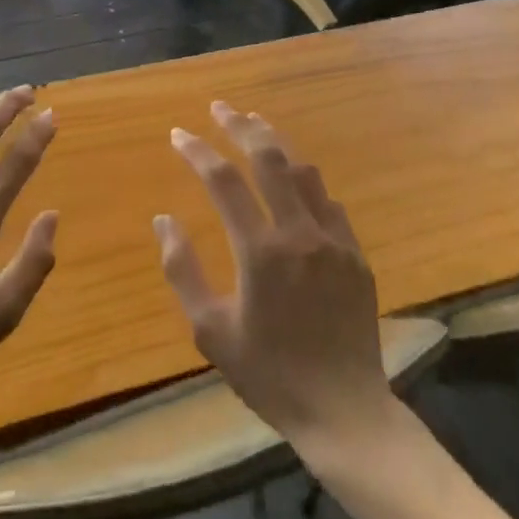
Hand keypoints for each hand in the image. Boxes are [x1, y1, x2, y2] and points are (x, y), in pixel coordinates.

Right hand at [155, 104, 389, 451]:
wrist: (343, 410)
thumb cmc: (268, 373)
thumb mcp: (210, 331)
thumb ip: (182, 270)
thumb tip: (164, 219)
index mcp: (259, 250)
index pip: (222, 180)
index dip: (197, 151)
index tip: (178, 134)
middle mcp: (298, 232)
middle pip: (267, 158)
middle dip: (239, 125)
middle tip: (219, 108)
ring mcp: (332, 239)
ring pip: (303, 170)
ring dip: (276, 142)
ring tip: (255, 125)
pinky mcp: (354, 253)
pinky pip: (328, 200)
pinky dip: (305, 180)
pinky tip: (294, 177)